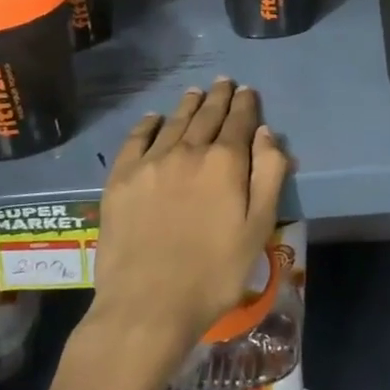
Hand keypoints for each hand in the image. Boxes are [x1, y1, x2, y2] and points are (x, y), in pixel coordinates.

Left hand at [87, 79, 288, 371]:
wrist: (147, 306)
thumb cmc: (214, 273)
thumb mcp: (259, 228)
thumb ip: (268, 175)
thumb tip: (266, 133)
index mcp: (225, 162)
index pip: (239, 121)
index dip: (246, 104)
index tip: (247, 91)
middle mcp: (188, 151)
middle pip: (206, 115)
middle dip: (218, 97)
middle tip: (224, 82)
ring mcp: (150, 163)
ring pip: (173, 122)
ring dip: (188, 105)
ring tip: (196, 92)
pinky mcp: (121, 180)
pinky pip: (136, 140)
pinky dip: (148, 124)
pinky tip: (154, 118)